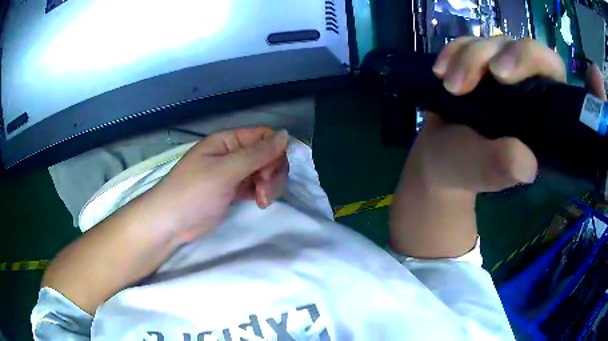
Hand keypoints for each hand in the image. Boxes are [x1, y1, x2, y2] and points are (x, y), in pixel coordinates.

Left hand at [143, 127, 288, 242]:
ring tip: (262, 201)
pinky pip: (256, 185)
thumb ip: (256, 153)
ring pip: (264, 171)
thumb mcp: (225, 171)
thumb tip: (286, 135)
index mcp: (228, 141)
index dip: (274, 152)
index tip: (269, 173)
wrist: (171, 222)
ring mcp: (233, 173)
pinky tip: (259, 203)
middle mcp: (232, 153)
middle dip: (272, 172)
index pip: (264, 136)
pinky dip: (261, 193)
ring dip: (269, 185)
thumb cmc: (194, 192)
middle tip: (264, 191)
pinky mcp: (233, 191)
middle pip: (267, 155)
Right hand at [416, 37, 605, 192]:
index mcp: (542, 114)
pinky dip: (452, 52)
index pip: (551, 69)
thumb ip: (504, 167)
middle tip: (464, 82)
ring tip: (449, 87)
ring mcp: (503, 71)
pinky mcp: (479, 63)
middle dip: (488, 56)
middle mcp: (528, 86)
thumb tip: (528, 165)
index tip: (500, 75)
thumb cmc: (465, 168)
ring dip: (466, 58)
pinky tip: (440, 71)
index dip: (531, 59)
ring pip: (491, 43)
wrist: (438, 155)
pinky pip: (468, 42)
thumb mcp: (483, 171)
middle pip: (518, 47)